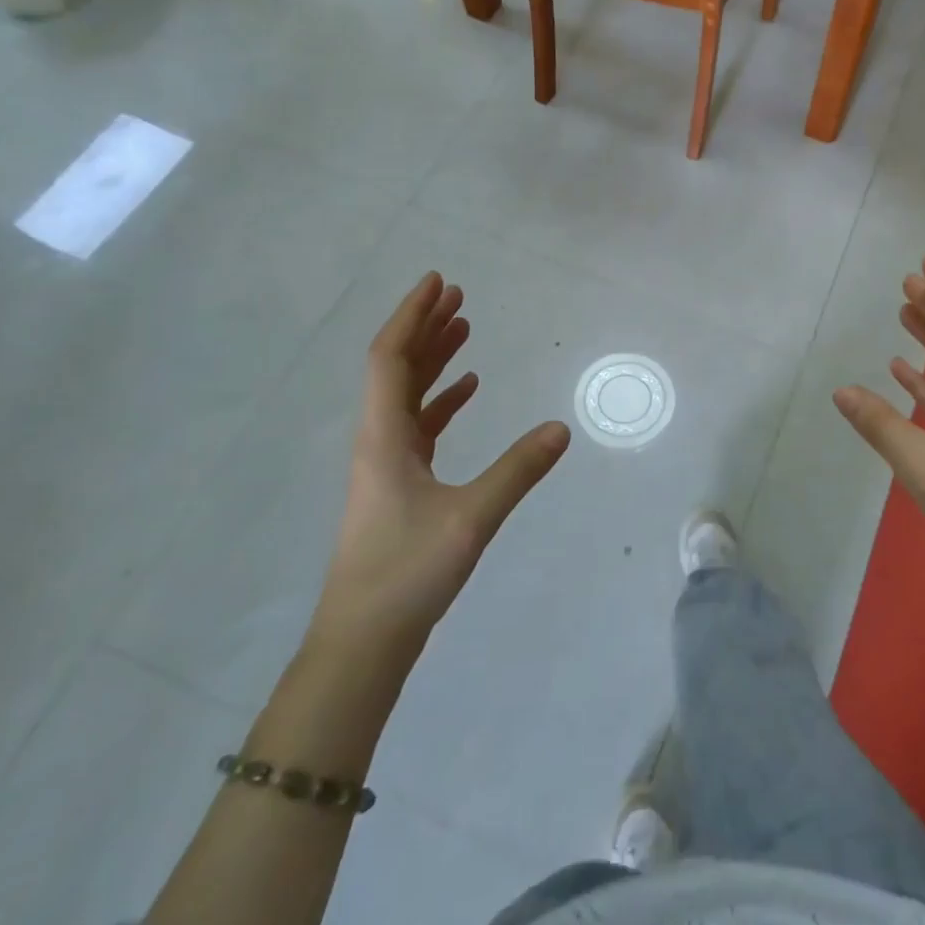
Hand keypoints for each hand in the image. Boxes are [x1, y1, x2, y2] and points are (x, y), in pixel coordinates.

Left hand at [311, 272, 570, 648]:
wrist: (363, 641)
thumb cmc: (407, 572)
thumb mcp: (471, 518)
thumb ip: (518, 470)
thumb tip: (562, 427)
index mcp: (383, 436)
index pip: (390, 358)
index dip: (412, 316)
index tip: (438, 283)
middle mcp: (378, 440)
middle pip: (397, 367)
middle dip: (425, 327)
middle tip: (459, 295)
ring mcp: (386, 463)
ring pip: (408, 394)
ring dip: (434, 359)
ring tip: (465, 329)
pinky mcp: (398, 484)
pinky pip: (419, 424)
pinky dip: (442, 399)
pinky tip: (468, 389)